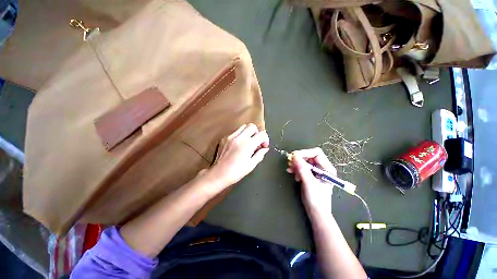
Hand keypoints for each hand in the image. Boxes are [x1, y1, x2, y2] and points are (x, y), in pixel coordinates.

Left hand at [206, 123, 268, 189]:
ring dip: (248, 132)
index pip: (261, 134)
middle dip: (257, 133)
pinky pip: (235, 132)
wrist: (219, 174)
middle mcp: (239, 137)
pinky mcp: (224, 138)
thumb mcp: (251, 165)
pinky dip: (239, 136)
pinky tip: (238, 145)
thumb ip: (260, 154)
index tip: (264, 145)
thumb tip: (265, 149)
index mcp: (248, 144)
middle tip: (256, 142)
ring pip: (243, 127)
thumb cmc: (236, 172)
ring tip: (248, 143)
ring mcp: (230, 137)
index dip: (265, 139)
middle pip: (252, 126)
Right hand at [287, 148, 336, 215]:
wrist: (316, 213)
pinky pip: (302, 167)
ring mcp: (316, 171)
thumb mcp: (309, 183)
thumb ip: (302, 169)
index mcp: (327, 168)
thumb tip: (294, 156)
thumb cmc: (316, 199)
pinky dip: (296, 168)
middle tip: (290, 162)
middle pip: (309, 156)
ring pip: (304, 161)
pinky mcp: (310, 175)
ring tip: (290, 169)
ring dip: (296, 163)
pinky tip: (292, 172)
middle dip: (299, 158)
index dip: (305, 153)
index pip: (316, 153)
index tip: (294, 156)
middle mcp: (322, 168)